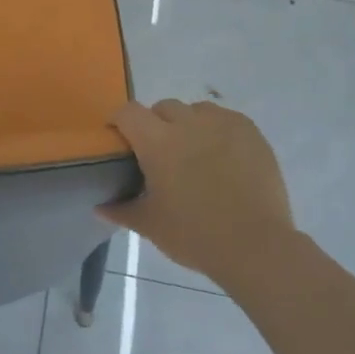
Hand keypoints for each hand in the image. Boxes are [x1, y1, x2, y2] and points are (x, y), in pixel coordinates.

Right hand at [101, 99, 294, 280]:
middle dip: (156, 123)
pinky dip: (217, 131)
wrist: (255, 246)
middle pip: (163, 107)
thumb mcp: (150, 225)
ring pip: (196, 110)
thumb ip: (122, 211)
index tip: (121, 139)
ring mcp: (222, 124)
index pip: (128, 112)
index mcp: (156, 142)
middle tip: (160, 153)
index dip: (120, 121)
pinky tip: (222, 156)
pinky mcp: (250, 132)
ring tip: (194, 153)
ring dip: (188, 124)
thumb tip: (99, 208)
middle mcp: (187, 123)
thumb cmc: (194, 235)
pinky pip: (226, 119)